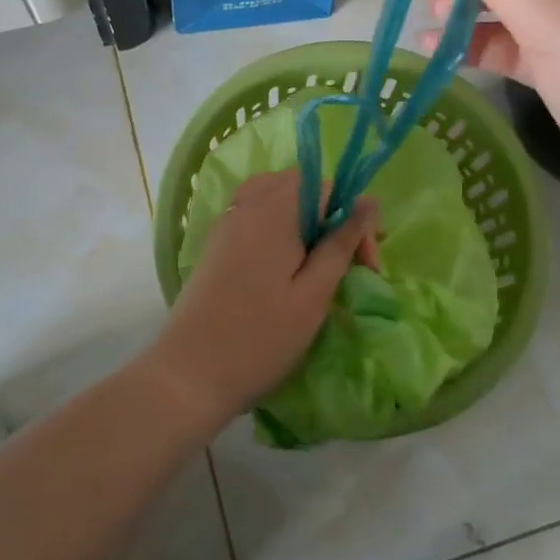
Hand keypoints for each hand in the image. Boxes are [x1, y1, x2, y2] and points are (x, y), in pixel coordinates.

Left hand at [146, 171, 378, 425]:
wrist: (190, 373)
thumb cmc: (261, 337)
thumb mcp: (314, 293)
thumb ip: (341, 243)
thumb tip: (370, 201)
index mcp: (275, 209)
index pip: (327, 186)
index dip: (353, 218)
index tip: (365, 264)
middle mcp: (248, 204)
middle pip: (300, 187)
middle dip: (330, 218)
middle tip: (348, 264)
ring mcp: (227, 222)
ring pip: (277, 200)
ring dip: (305, 224)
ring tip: (318, 265)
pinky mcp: (216, 243)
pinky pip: (255, 217)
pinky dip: (280, 232)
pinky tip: (286, 271)